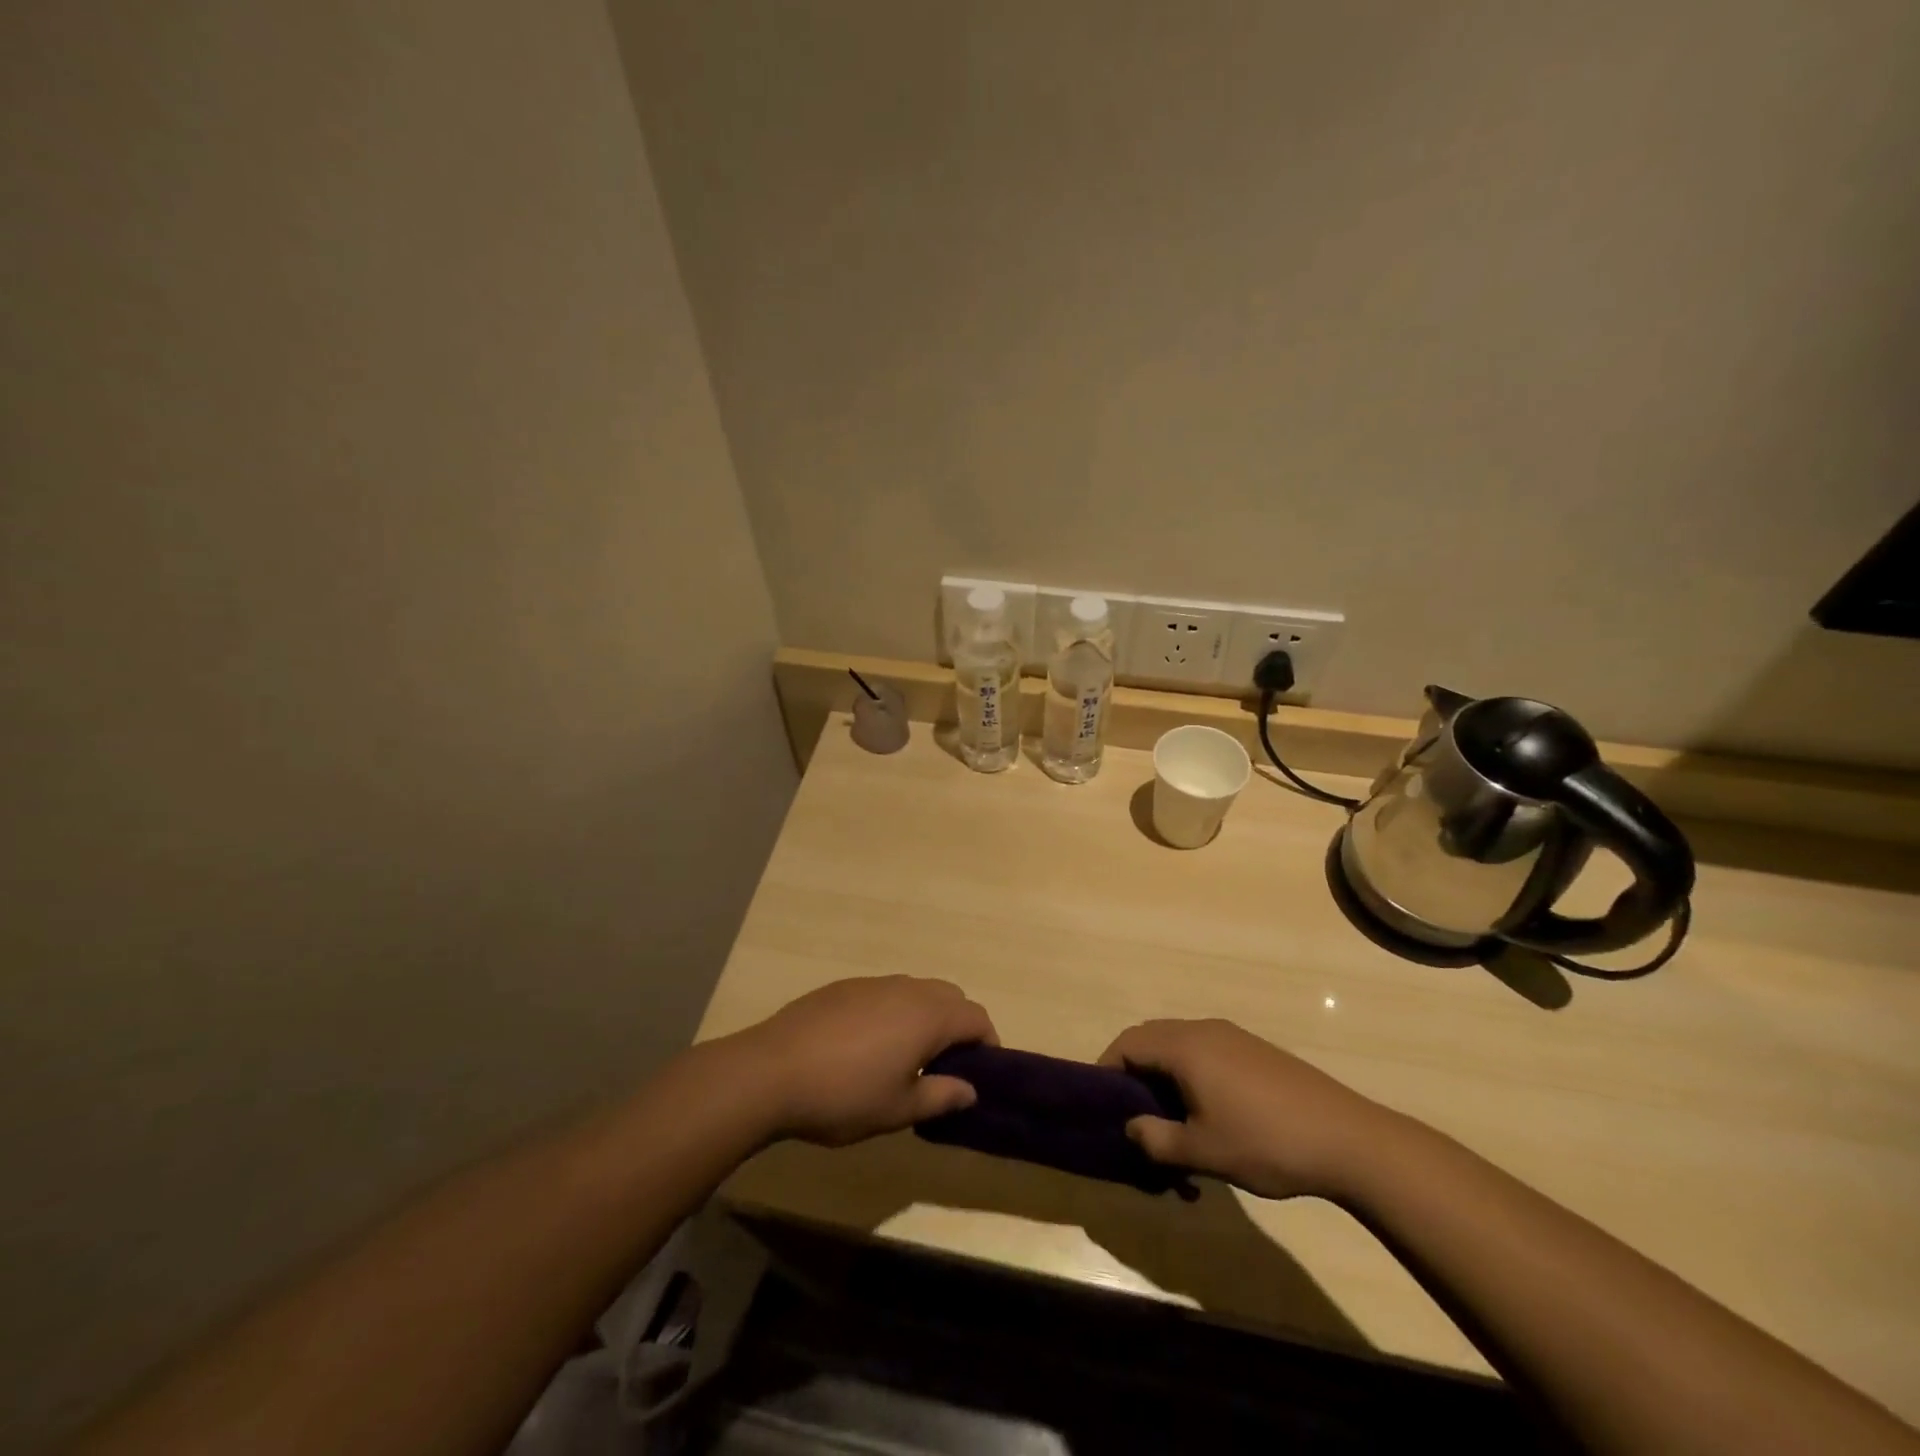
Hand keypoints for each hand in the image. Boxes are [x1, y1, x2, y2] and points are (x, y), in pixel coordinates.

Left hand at [732, 976, 997, 1146]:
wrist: (770, 1071)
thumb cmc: (844, 1095)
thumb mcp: (898, 1109)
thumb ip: (941, 1096)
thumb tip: (971, 1089)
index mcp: (928, 1016)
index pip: (976, 1017)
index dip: (987, 1043)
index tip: (980, 1073)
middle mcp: (906, 989)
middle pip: (950, 996)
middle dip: (958, 1026)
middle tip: (945, 1067)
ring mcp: (872, 983)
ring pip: (916, 991)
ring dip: (925, 1017)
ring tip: (906, 1058)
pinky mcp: (843, 987)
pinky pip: (884, 993)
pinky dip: (893, 1012)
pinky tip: (867, 1046)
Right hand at [1099, 1019, 1394, 1199]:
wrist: (1348, 1138)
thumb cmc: (1266, 1142)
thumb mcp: (1203, 1151)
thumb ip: (1156, 1139)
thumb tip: (1130, 1127)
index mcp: (1184, 1046)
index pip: (1128, 1043)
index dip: (1106, 1069)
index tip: (1101, 1104)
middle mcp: (1203, 1030)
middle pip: (1150, 1038)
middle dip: (1133, 1072)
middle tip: (1131, 1114)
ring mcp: (1232, 1037)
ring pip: (1179, 1046)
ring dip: (1163, 1075)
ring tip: (1169, 1122)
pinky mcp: (1254, 1050)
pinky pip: (1205, 1052)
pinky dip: (1190, 1074)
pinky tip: (1206, 1115)